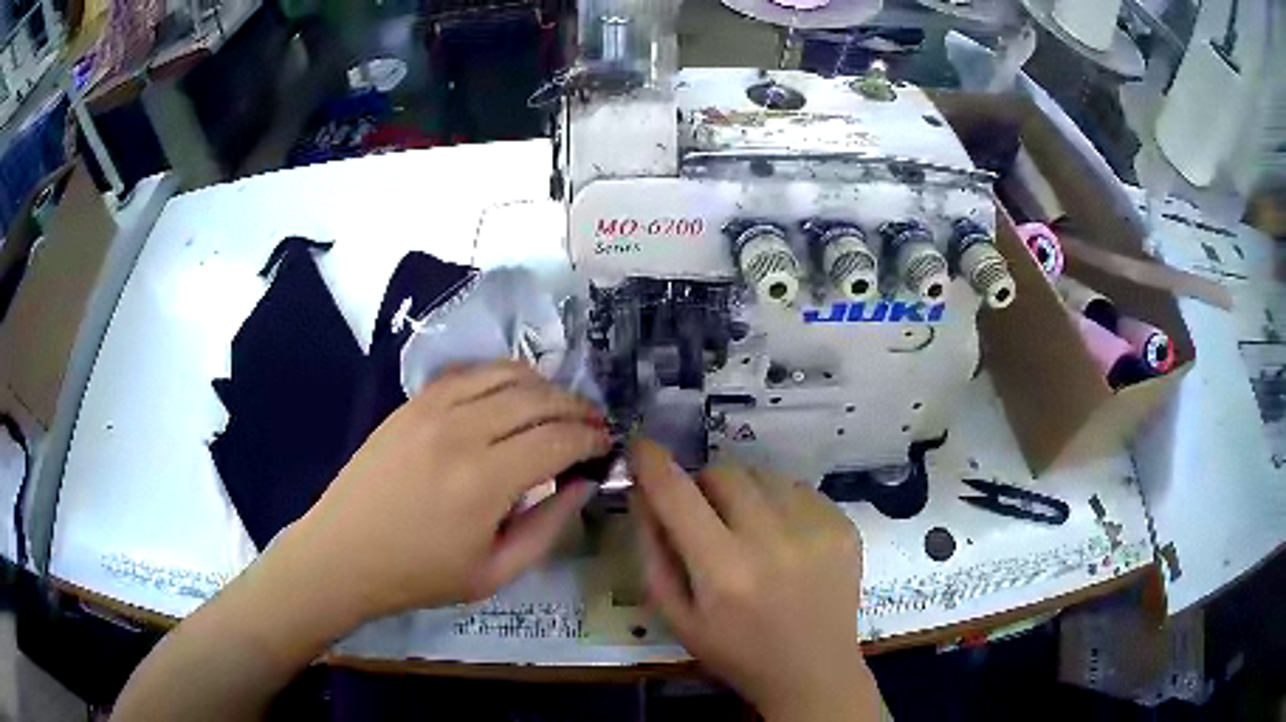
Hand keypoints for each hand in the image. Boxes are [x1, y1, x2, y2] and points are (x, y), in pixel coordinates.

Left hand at [292, 361, 610, 619]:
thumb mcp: (495, 573)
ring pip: (506, 374)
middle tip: (595, 424)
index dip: (592, 437)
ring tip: (560, 407)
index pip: (559, 438)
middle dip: (577, 407)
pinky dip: (501, 375)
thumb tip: (582, 483)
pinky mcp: (412, 402)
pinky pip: (468, 372)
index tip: (608, 444)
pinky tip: (512, 393)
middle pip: (538, 398)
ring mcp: (431, 408)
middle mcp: (461, 431)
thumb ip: (548, 526)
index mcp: (485, 482)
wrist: (343, 553)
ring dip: (544, 386)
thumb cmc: (420, 575)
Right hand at [630, 440, 880, 721]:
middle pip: (724, 473)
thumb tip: (643, 492)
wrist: (814, 670)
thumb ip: (653, 553)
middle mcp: (772, 541)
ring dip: (744, 492)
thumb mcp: (677, 617)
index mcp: (724, 571)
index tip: (641, 446)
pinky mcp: (844, 525)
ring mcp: (816, 529)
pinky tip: (783, 538)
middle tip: (705, 516)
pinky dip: (779, 502)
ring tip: (748, 529)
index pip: (678, 495)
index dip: (653, 463)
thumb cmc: (736, 651)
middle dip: (704, 486)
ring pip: (763, 475)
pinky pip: (798, 488)